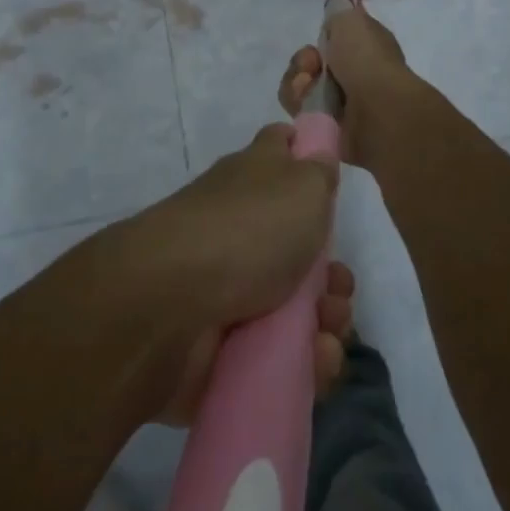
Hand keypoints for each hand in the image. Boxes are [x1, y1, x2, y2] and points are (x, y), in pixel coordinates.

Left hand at [120, 122, 354, 425]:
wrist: (171, 305)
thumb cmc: (246, 230)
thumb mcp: (301, 186)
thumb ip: (318, 173)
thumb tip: (318, 160)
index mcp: (254, 179)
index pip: (279, 148)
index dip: (304, 153)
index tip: (329, 178)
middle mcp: (240, 227)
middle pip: (299, 245)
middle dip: (332, 273)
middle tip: (338, 286)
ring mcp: (230, 287)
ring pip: (296, 306)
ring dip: (326, 319)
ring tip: (327, 331)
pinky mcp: (225, 345)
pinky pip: (279, 356)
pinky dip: (304, 362)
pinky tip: (315, 362)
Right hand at [278, 3, 420, 169]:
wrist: (376, 111)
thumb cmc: (366, 60)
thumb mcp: (351, 19)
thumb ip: (338, 10)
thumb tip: (336, 10)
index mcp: (365, 46)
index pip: (334, 38)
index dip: (323, 36)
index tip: (322, 37)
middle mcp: (355, 73)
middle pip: (311, 62)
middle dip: (303, 61)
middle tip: (311, 65)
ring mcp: (341, 101)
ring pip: (301, 85)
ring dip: (298, 83)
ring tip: (308, 87)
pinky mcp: (327, 125)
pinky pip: (300, 110)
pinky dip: (299, 104)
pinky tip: (309, 105)